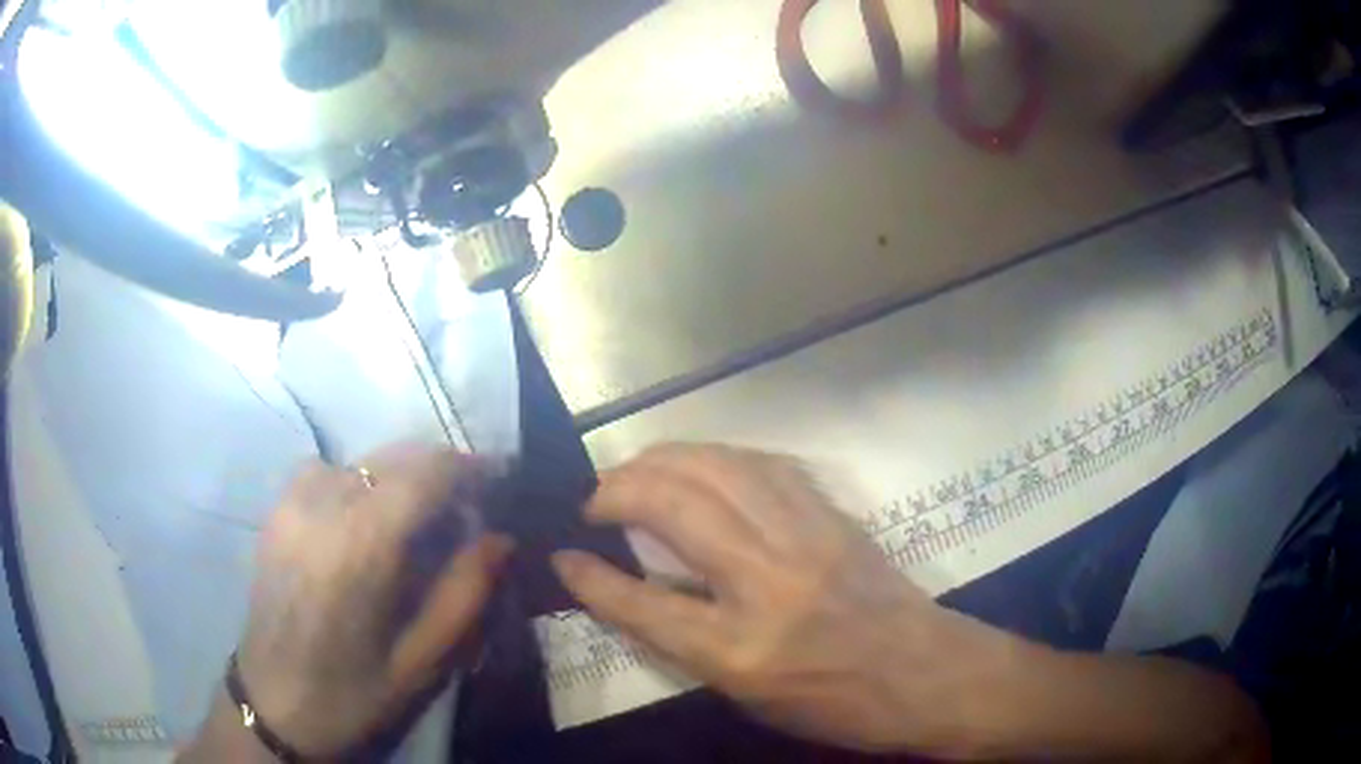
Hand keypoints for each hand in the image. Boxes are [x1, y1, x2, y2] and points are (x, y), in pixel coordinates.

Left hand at [231, 446, 513, 757]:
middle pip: (395, 455)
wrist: (274, 705)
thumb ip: (465, 593)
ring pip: (362, 459)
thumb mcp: (423, 661)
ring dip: (399, 477)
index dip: (471, 466)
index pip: (427, 470)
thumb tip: (501, 537)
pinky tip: (363, 523)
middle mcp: (323, 504)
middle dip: (440, 470)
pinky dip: (358, 482)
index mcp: (362, 544)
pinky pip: (327, 470)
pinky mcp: (275, 510)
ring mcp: (292, 501)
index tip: (502, 479)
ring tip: (417, 520)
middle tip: (468, 508)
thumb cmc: (353, 694)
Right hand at [550, 444, 1018, 754]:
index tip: (561, 554)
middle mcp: (769, 583)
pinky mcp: (832, 516)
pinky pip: (764, 465)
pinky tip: (701, 465)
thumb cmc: (836, 704)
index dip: (590, 576)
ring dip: (663, 459)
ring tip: (635, 472)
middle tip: (595, 501)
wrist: (927, 674)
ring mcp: (806, 539)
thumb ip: (686, 642)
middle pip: (675, 507)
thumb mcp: (748, 696)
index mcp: (742, 650)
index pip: (642, 603)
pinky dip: (719, 458)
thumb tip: (631, 593)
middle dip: (617, 491)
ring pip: (717, 469)